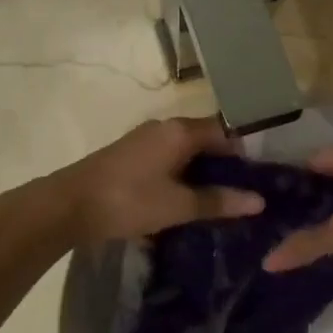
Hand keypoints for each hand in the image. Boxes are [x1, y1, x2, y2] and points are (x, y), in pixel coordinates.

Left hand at [49, 117, 262, 244]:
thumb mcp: (178, 205)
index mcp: (180, 131)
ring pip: (187, 150)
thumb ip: (218, 201)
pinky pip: (170, 158)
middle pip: (207, 139)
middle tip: (249, 191)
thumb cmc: (128, 200)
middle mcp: (164, 127)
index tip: (265, 175)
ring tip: (225, 198)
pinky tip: (190, 197)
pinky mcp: (131, 155)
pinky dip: (185, 173)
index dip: (248, 151)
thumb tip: (259, 201)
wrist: (67, 205)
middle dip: (228, 163)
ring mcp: (145, 139)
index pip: (227, 131)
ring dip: (205, 170)